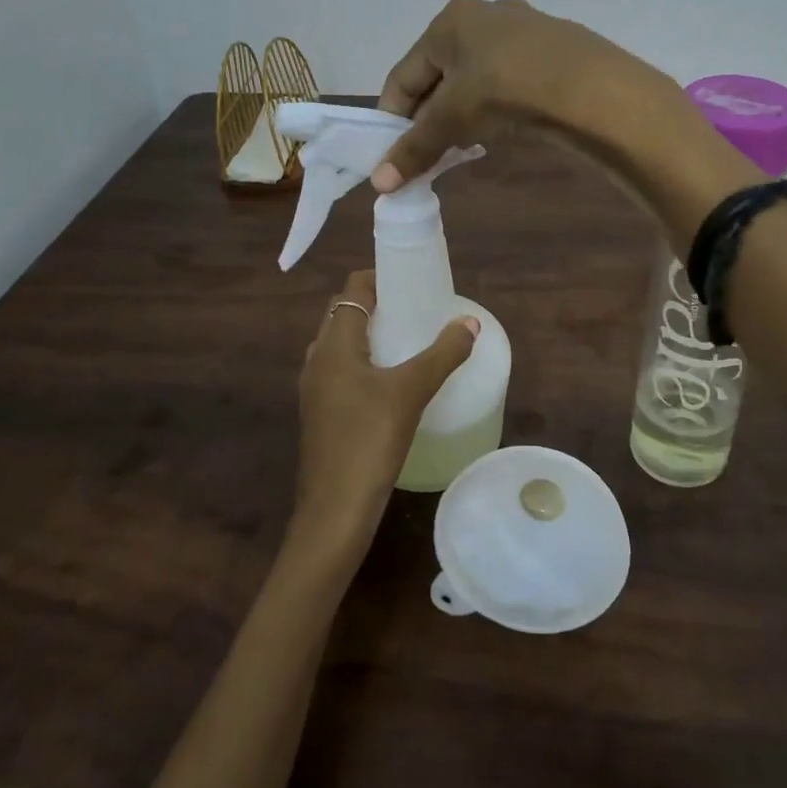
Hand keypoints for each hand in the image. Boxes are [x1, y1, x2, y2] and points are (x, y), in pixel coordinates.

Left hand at [291, 270, 478, 563]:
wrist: (335, 511)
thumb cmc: (369, 441)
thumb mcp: (411, 392)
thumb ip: (442, 354)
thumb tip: (470, 323)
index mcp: (333, 344)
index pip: (351, 289)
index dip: (379, 277)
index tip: (412, 279)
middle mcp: (317, 359)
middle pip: (345, 314)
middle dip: (379, 304)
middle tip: (417, 308)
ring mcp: (316, 388)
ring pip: (343, 344)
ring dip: (372, 334)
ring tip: (409, 339)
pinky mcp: (321, 413)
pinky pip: (343, 370)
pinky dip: (366, 361)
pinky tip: (393, 381)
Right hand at [371, 0, 665, 190]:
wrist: (590, 88)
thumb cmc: (504, 90)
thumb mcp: (452, 119)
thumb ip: (415, 149)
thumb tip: (378, 185)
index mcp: (450, 20)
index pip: (404, 74)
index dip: (393, 117)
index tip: (391, 153)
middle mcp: (485, 14)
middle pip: (441, 74)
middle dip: (430, 115)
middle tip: (428, 152)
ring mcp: (524, 29)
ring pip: (476, 77)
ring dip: (463, 112)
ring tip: (463, 144)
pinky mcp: (554, 50)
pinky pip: (508, 80)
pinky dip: (496, 105)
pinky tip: (502, 128)